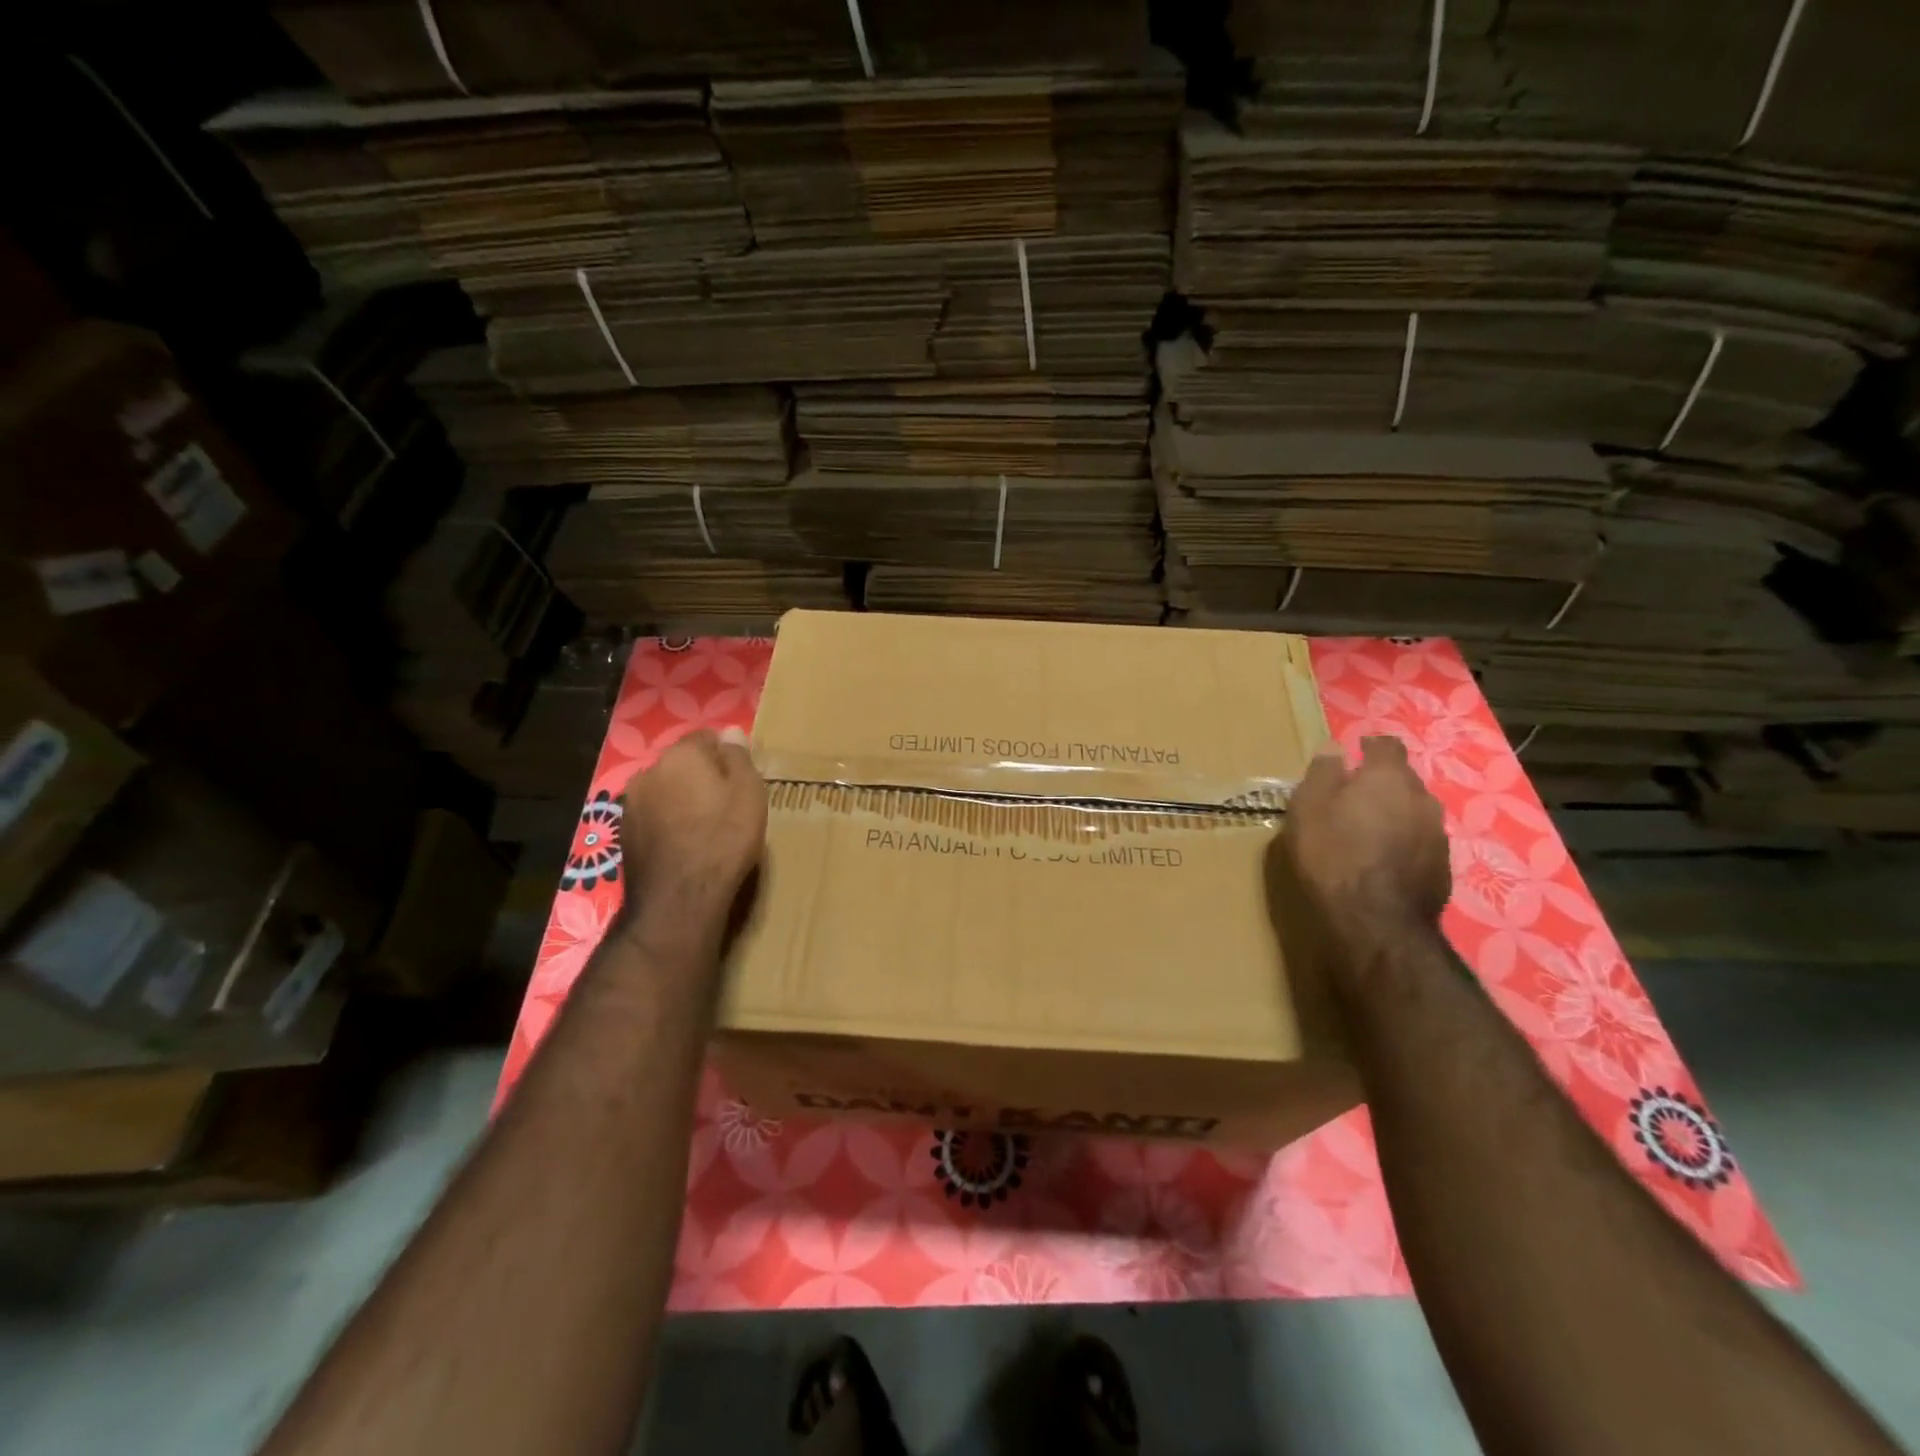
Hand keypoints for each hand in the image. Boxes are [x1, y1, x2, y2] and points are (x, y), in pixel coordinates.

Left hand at [617, 728, 767, 944]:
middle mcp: (649, 771)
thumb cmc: (724, 839)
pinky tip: (684, 844)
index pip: (706, 737)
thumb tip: (729, 731)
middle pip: (681, 763)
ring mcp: (631, 803)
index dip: (726, 755)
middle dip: (701, 776)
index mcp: (681, 755)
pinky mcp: (624, 833)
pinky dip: (667, 821)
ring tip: (704, 826)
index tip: (741, 779)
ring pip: (665, 789)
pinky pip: (653, 815)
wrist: (679, 898)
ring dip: (681, 799)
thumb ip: (738, 757)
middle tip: (726, 802)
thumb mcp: (749, 793)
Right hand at [1284, 735, 1450, 935]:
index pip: (1388, 745)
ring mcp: (1437, 833)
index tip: (1355, 752)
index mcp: (1388, 777)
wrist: (1377, 920)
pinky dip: (1403, 842)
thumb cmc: (1333, 853)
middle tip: (1353, 796)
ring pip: (1414, 811)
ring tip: (1368, 830)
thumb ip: (1323, 773)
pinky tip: (1383, 860)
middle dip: (1381, 783)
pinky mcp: (1443, 866)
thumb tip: (1334, 747)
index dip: (1371, 746)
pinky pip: (1420, 841)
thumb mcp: (1308, 807)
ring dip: (1394, 814)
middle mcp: (1422, 797)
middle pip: (1403, 779)